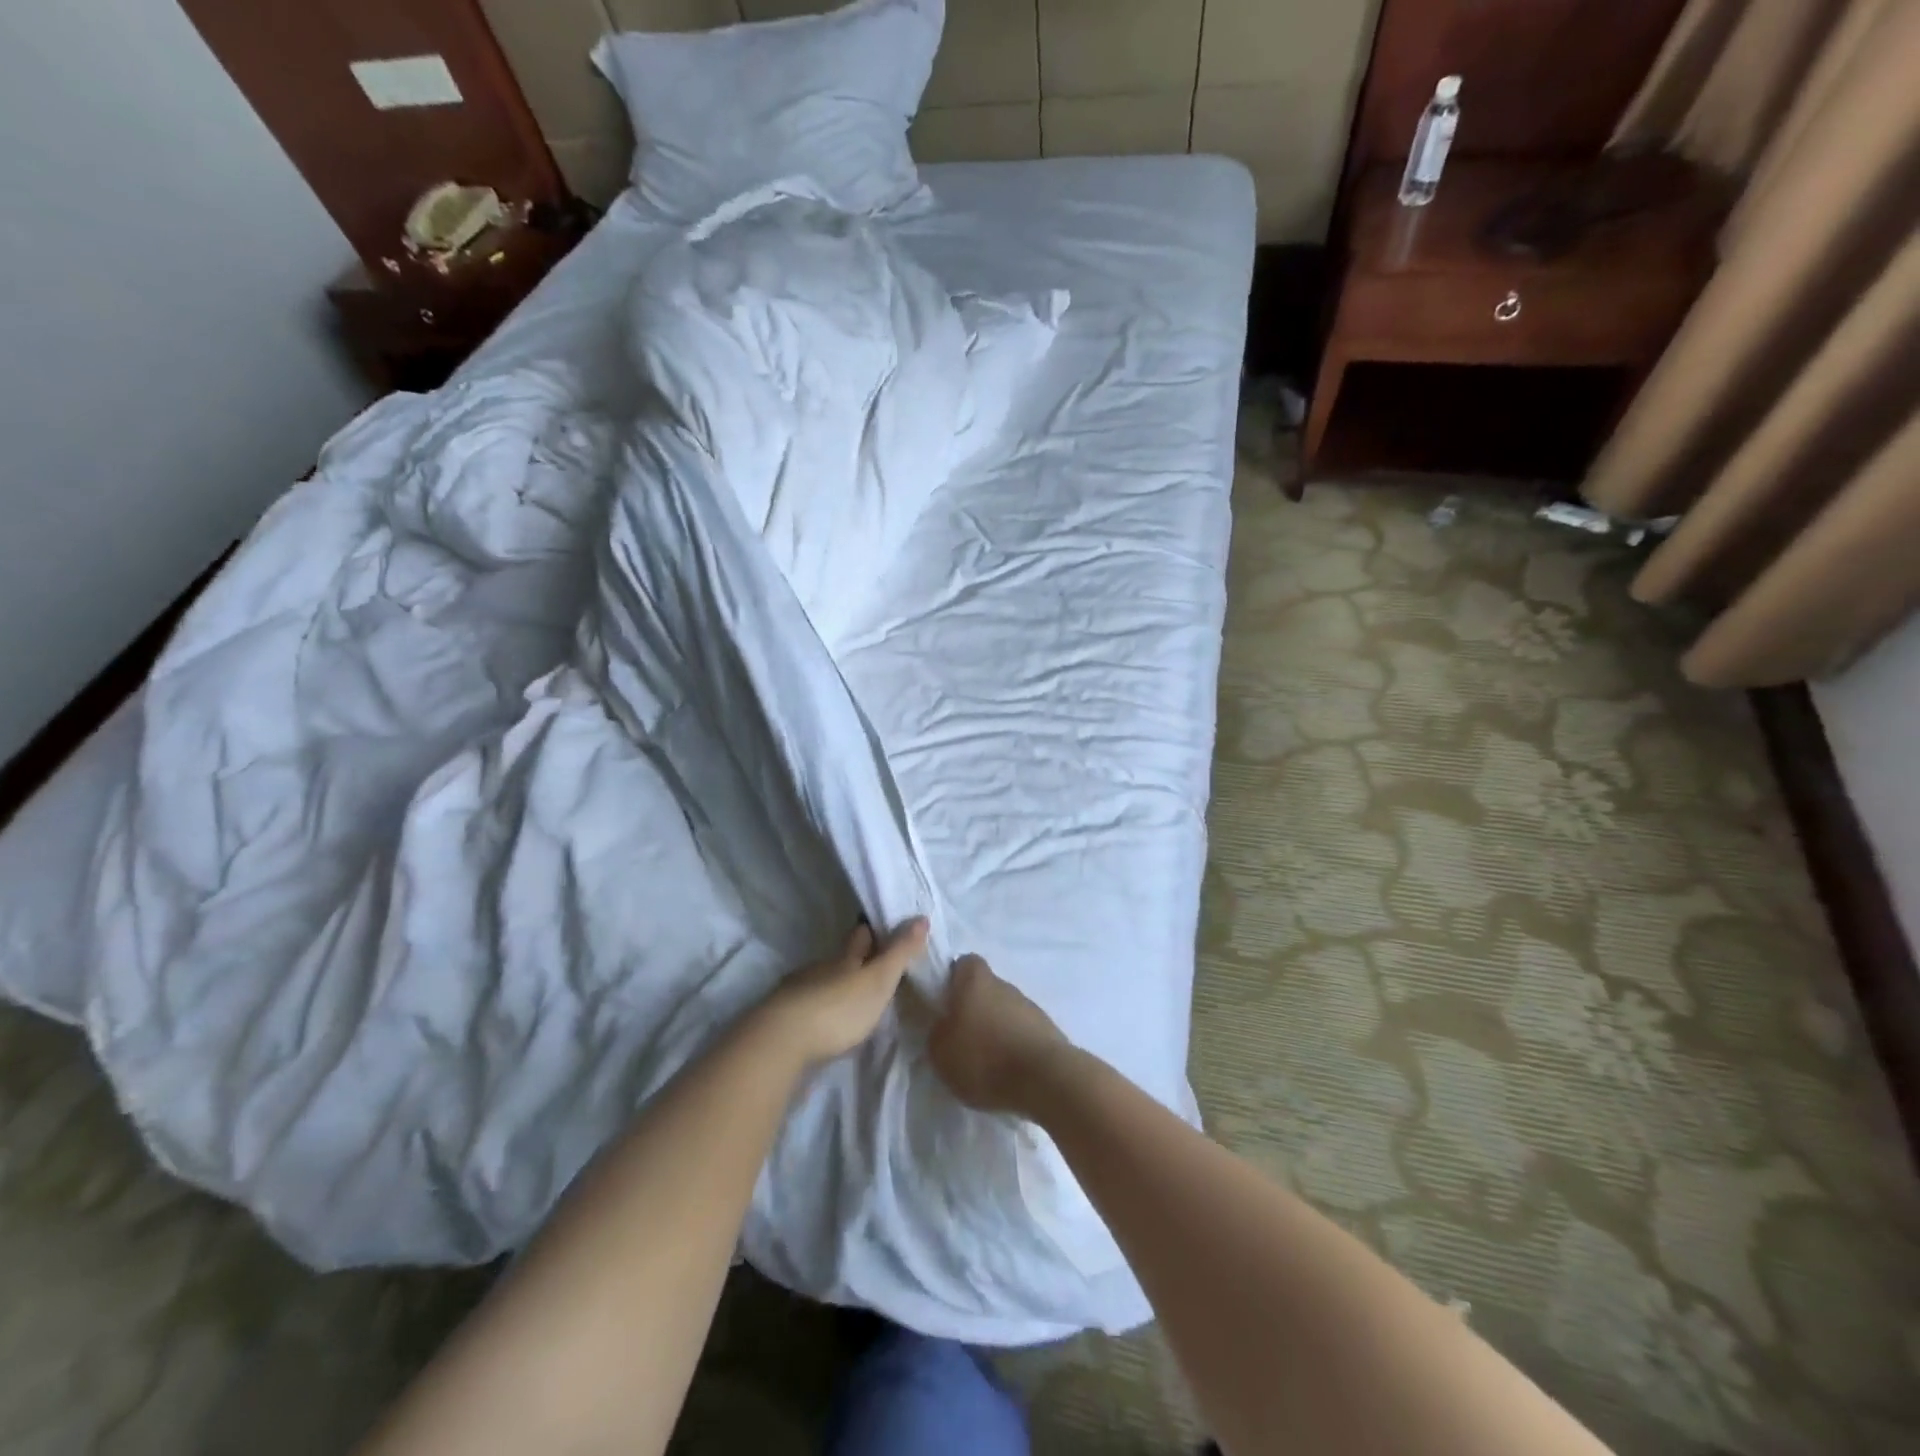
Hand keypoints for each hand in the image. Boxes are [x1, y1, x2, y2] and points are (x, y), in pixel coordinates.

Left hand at [765, 919, 929, 1066]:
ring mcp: (797, 995)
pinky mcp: (783, 1022)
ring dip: (834, 989)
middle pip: (838, 960)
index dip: (872, 932)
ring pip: (820, 983)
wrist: (781, 1042)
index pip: (860, 937)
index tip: (881, 928)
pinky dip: (817, 1012)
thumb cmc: (838, 1008)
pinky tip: (823, 1025)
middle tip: (871, 965)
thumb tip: (921, 917)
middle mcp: (818, 970)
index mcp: (843, 959)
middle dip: (852, 960)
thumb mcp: (878, 980)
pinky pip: (805, 1009)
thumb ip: (899, 953)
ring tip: (850, 1000)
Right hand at [926, 954, 1069, 1114]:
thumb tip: (945, 1026)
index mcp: (975, 980)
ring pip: (1005, 1011)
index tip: (944, 1002)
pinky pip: (1022, 1032)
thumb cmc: (984, 1058)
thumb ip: (938, 1032)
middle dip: (974, 1009)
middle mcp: (1004, 984)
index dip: (953, 979)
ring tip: (986, 1062)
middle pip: (985, 988)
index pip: (963, 963)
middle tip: (962, 1038)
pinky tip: (1007, 1071)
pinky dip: (1014, 1046)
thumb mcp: (940, 1051)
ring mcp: (1029, 1006)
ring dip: (996, 1029)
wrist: (1045, 1079)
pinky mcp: (1047, 1030)